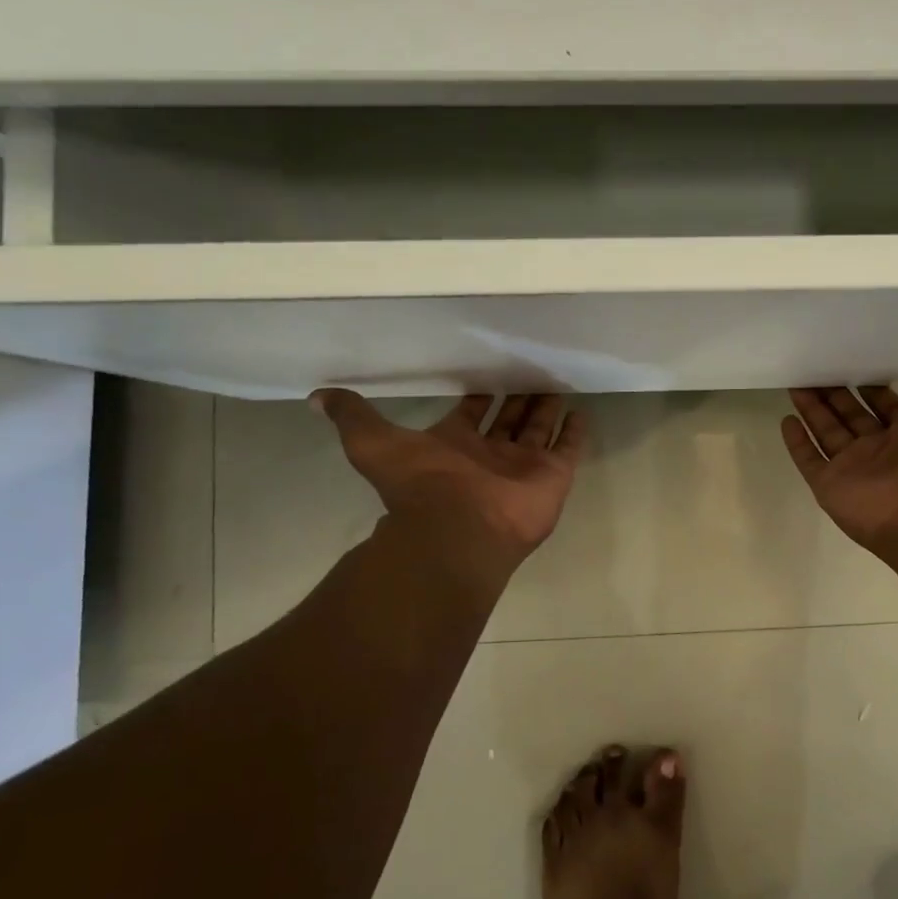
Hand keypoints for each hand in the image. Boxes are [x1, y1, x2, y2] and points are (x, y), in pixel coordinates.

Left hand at [311, 390, 586, 580]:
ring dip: (547, 408)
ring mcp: (524, 466)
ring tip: (558, 381)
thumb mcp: (373, 443)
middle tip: (532, 369)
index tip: (490, 372)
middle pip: (509, 418)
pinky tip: (581, 411)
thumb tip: (316, 396)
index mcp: (456, 444)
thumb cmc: (421, 484)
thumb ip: (353, 417)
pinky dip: (575, 432)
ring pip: (539, 429)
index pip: (473, 411)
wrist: (457, 529)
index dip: (480, 394)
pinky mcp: (552, 476)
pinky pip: (568, 449)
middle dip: (519, 396)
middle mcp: (491, 454)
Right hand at [781, 373, 897, 556]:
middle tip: (816, 371)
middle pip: (850, 417)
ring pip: (826, 433)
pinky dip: (797, 443)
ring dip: (812, 410)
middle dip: (834, 396)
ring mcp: (853, 469)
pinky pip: (809, 460)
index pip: (884, 407)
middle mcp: (880, 450)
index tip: (857, 371)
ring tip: (796, 384)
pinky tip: (786, 421)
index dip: (871, 390)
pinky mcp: (830, 486)